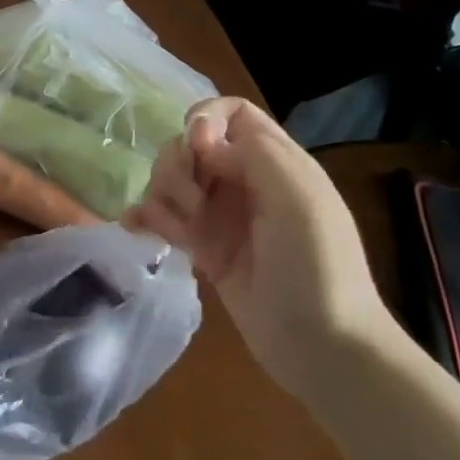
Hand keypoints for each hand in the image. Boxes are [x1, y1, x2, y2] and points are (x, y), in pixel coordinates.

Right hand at [122, 97, 397, 399]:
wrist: (323, 347)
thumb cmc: (317, 265)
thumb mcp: (296, 195)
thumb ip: (250, 150)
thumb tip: (200, 140)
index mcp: (273, 160)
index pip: (229, 112)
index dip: (204, 119)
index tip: (198, 151)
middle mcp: (243, 180)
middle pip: (190, 144)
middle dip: (178, 163)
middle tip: (192, 201)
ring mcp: (221, 215)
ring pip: (172, 179)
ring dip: (162, 194)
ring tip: (177, 229)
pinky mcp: (203, 248)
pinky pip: (163, 218)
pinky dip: (145, 217)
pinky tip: (136, 228)